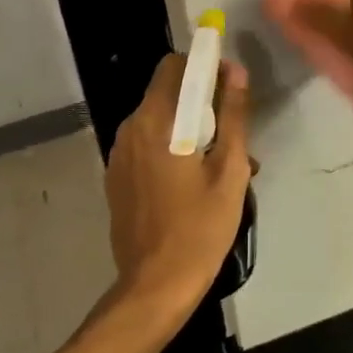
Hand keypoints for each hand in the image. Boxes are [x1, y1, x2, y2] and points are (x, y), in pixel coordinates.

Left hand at [102, 53, 251, 336]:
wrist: (155, 286)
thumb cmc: (200, 228)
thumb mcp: (229, 170)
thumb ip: (233, 115)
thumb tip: (235, 71)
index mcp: (155, 121)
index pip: (173, 66)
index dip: (203, 67)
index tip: (229, 86)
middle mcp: (130, 129)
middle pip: (167, 94)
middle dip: (202, 104)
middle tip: (233, 137)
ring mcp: (119, 155)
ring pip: (159, 122)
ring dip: (190, 130)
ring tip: (222, 167)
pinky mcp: (117, 178)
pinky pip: (148, 147)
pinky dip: (172, 150)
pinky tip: (195, 183)